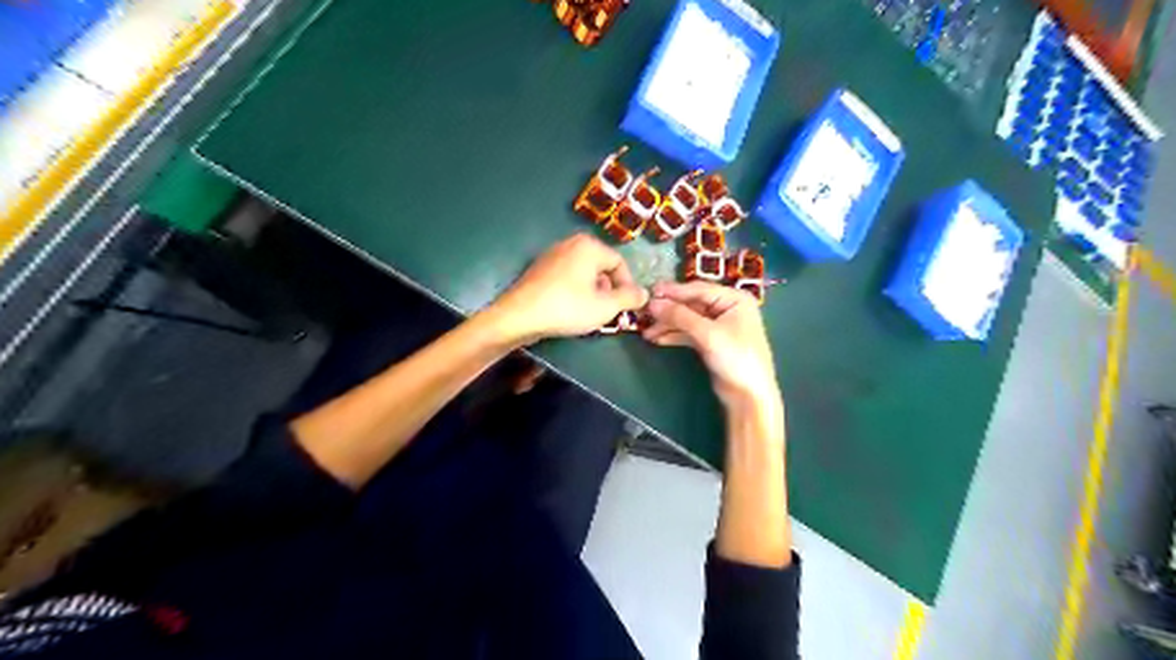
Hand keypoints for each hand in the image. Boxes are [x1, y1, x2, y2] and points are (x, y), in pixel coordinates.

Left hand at [490, 232, 646, 344]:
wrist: (519, 316)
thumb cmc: (567, 308)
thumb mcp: (605, 307)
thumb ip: (629, 298)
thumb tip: (644, 293)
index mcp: (589, 246)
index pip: (619, 263)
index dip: (627, 286)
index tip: (625, 307)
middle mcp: (571, 243)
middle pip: (601, 267)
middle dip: (608, 290)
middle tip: (607, 312)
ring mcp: (552, 254)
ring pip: (583, 273)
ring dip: (592, 292)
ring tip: (589, 313)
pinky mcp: (539, 268)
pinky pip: (567, 276)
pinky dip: (574, 291)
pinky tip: (569, 310)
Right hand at [642, 282, 777, 408]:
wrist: (749, 396)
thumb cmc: (736, 358)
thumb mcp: (707, 334)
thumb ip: (680, 316)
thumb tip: (652, 303)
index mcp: (734, 299)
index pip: (698, 290)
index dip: (673, 291)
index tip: (650, 291)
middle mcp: (727, 308)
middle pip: (691, 304)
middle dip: (668, 311)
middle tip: (644, 313)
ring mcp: (719, 325)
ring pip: (688, 319)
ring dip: (668, 325)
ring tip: (646, 332)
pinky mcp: (711, 342)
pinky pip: (689, 333)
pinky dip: (674, 335)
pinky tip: (657, 339)